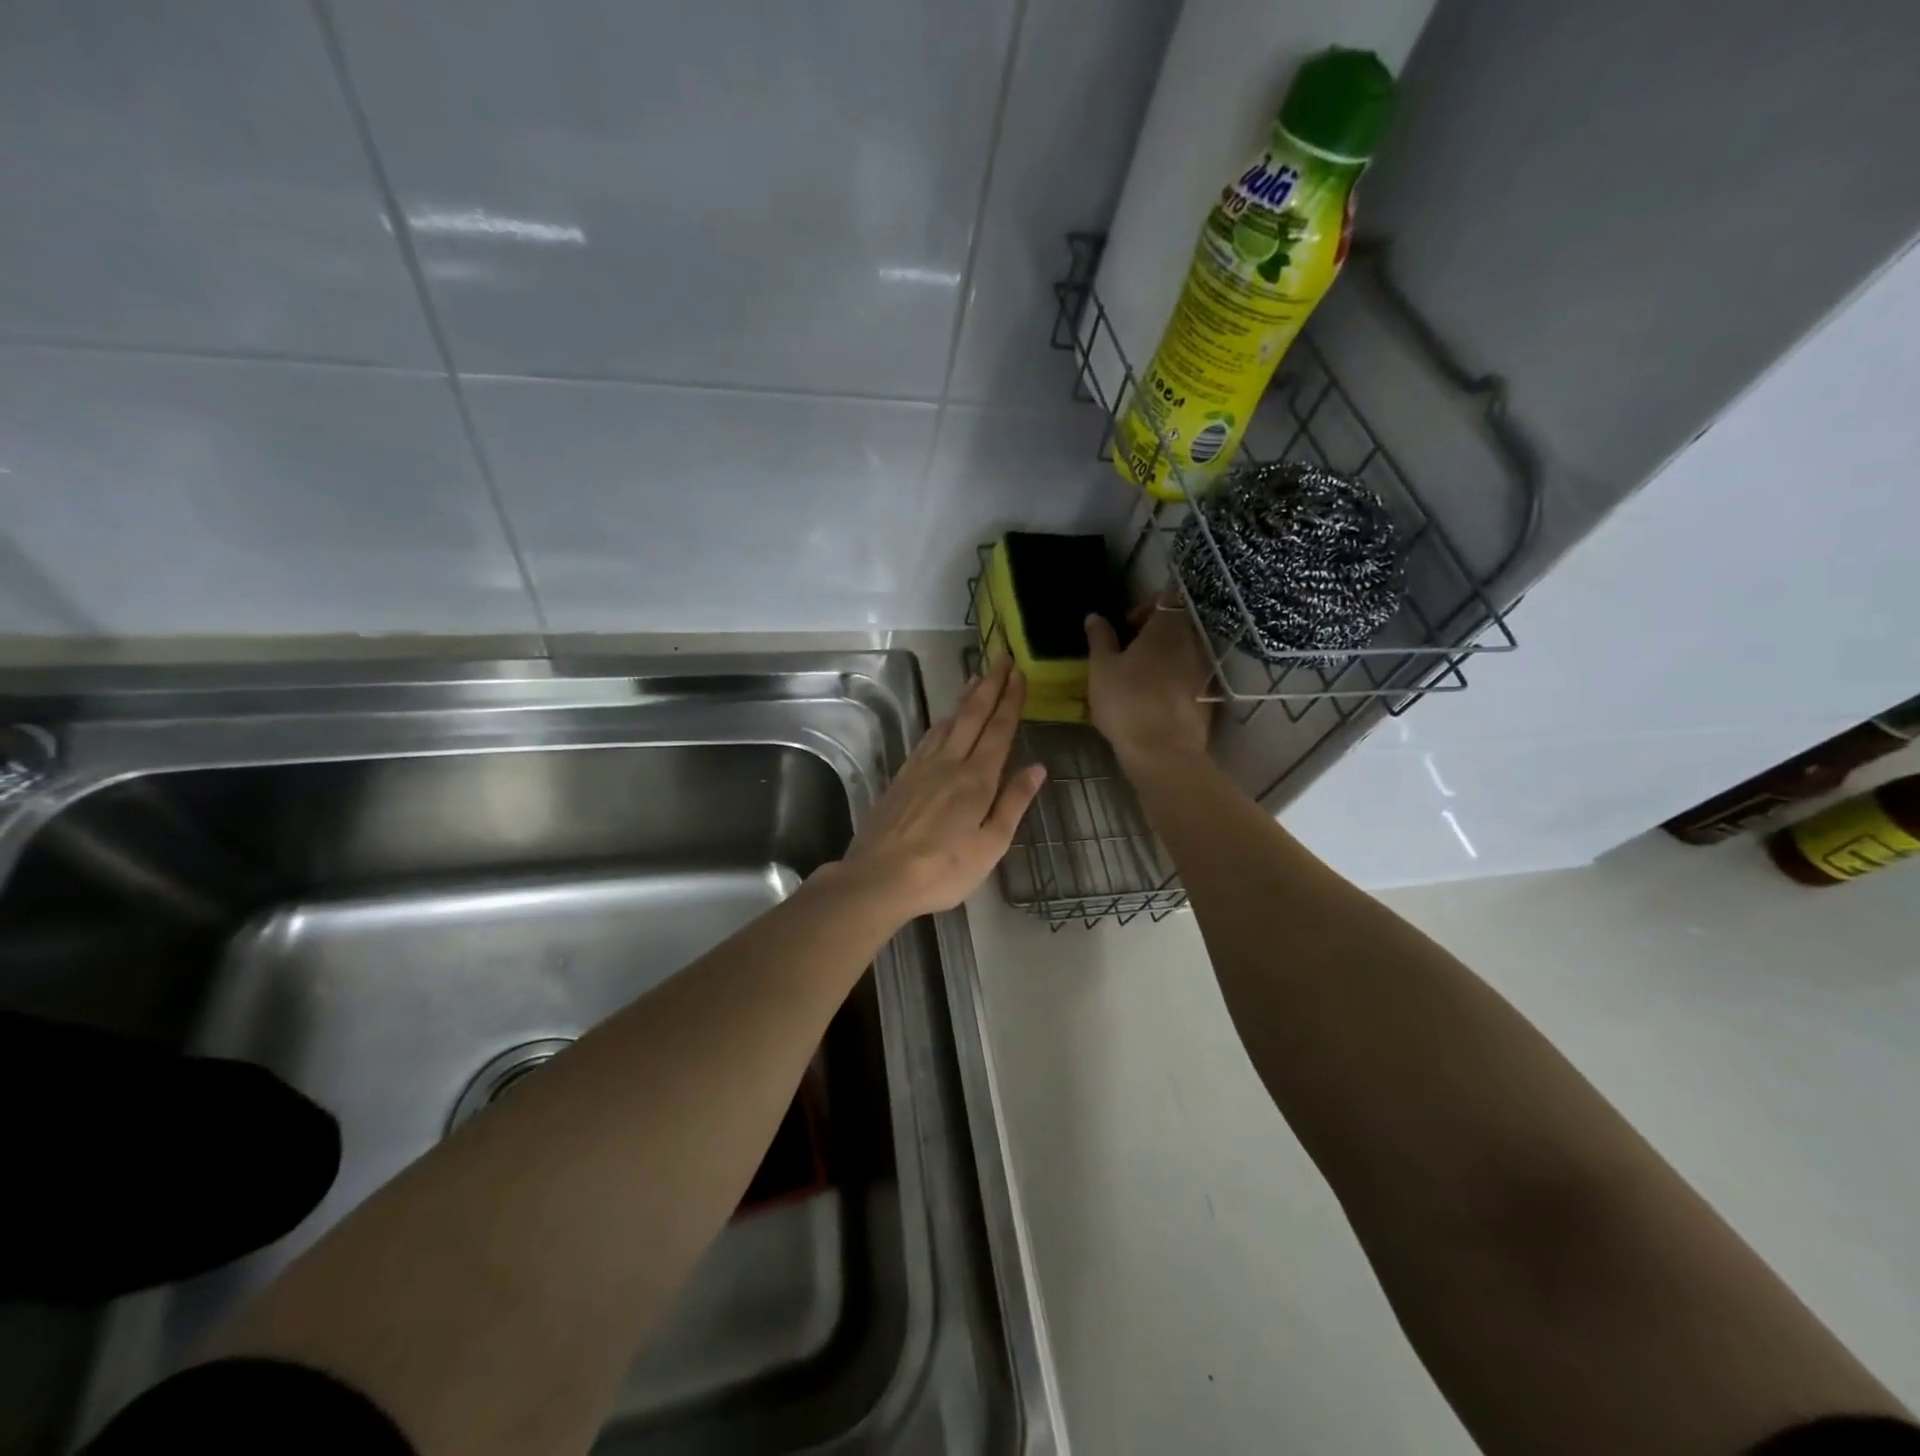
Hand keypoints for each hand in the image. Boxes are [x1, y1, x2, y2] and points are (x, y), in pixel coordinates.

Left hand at [839, 659, 1046, 918]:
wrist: (880, 876)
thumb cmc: (944, 868)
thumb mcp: (991, 843)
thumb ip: (1014, 802)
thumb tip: (1037, 767)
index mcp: (977, 778)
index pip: (999, 729)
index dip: (1011, 700)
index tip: (1019, 673)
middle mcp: (950, 762)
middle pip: (972, 715)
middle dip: (990, 685)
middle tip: (1001, 658)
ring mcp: (922, 767)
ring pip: (948, 721)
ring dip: (965, 697)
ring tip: (976, 677)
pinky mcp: (903, 777)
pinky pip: (928, 737)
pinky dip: (942, 720)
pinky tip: (943, 720)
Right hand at [1085, 602, 1213, 763]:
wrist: (1164, 752)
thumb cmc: (1127, 702)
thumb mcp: (1101, 668)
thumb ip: (1100, 639)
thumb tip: (1095, 617)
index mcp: (1167, 627)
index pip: (1166, 598)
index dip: (1145, 607)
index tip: (1126, 627)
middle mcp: (1193, 641)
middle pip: (1176, 625)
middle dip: (1153, 633)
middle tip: (1127, 652)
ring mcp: (1204, 669)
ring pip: (1183, 651)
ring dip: (1163, 657)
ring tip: (1138, 677)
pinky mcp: (1207, 696)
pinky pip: (1189, 676)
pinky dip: (1173, 679)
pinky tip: (1153, 698)